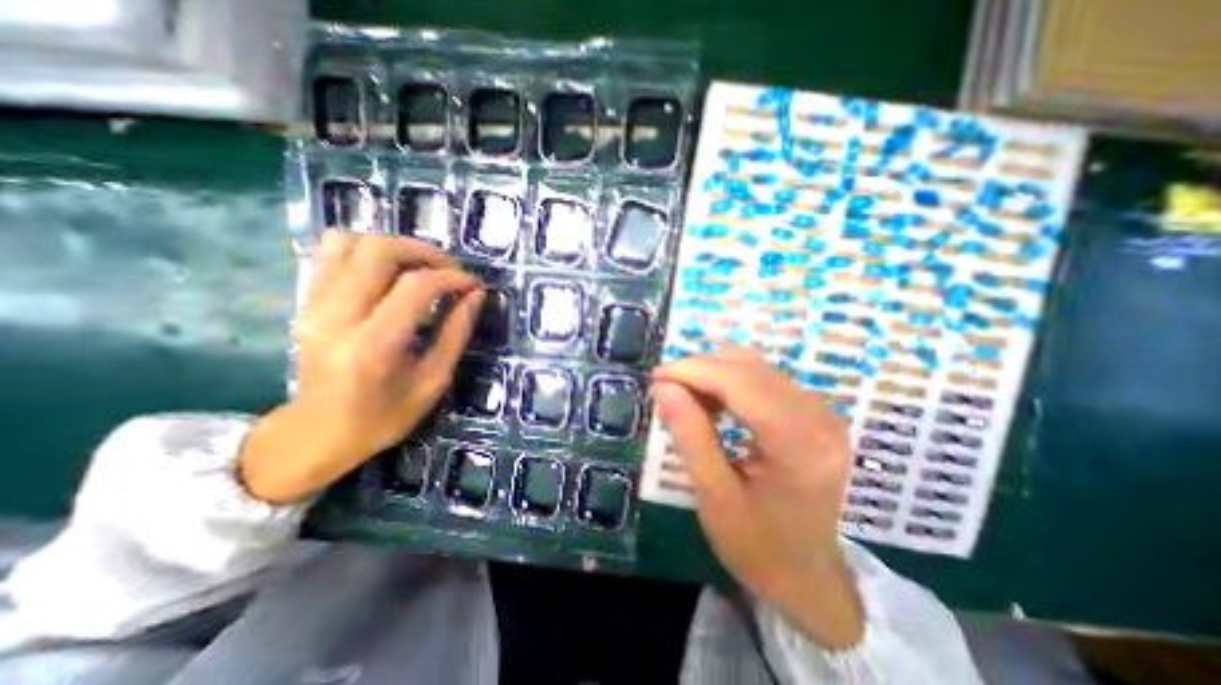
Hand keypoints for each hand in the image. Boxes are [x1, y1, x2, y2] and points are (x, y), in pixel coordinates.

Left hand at [239, 233, 486, 506]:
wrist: (317, 433)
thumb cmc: (385, 416)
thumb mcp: (433, 380)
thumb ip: (456, 333)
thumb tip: (476, 294)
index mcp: (373, 346)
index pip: (416, 287)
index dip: (452, 278)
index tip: (473, 285)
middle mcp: (336, 317)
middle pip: (379, 251)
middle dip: (425, 252)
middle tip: (450, 270)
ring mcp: (313, 305)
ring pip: (351, 243)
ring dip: (396, 247)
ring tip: (422, 267)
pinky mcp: (305, 301)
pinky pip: (331, 253)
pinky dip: (367, 250)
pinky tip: (390, 271)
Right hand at [655, 346, 861, 650]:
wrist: (807, 575)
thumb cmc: (758, 546)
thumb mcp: (714, 496)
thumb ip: (690, 436)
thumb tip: (664, 386)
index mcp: (800, 446)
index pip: (741, 383)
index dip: (694, 371)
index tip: (656, 376)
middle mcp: (819, 418)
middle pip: (750, 368)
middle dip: (700, 369)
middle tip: (667, 388)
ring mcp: (821, 412)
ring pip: (756, 366)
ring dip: (714, 373)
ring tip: (686, 395)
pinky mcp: (814, 412)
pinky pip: (765, 377)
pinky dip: (731, 380)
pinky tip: (713, 400)